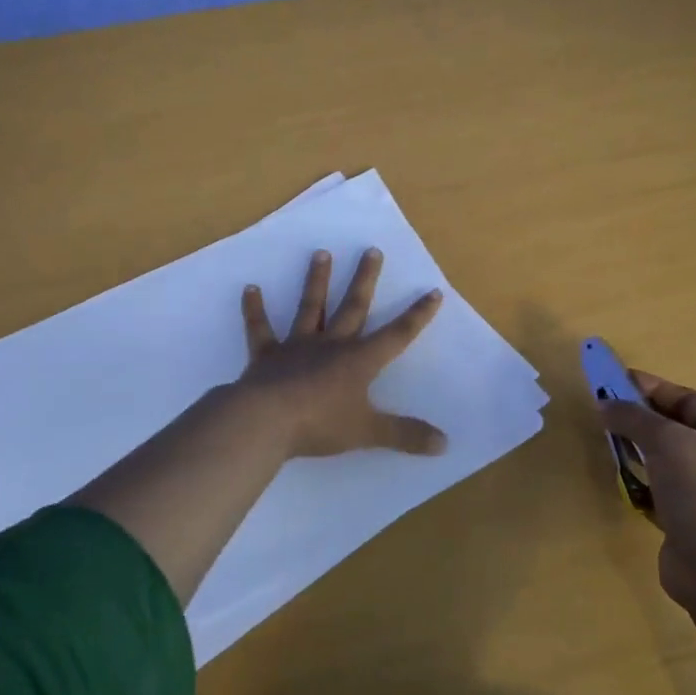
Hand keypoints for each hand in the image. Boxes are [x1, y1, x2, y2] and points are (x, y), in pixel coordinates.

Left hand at [236, 248, 447, 458]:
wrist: (265, 421)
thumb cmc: (320, 424)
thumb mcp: (369, 432)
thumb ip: (405, 435)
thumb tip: (445, 444)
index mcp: (358, 361)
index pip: (396, 336)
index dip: (417, 316)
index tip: (433, 292)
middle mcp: (330, 345)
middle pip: (352, 307)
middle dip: (364, 280)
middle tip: (371, 250)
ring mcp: (296, 347)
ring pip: (310, 308)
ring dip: (315, 281)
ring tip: (320, 253)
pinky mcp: (265, 356)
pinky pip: (260, 329)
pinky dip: (254, 310)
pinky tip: (250, 289)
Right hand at [599, 372, 695, 611]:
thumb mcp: (665, 440)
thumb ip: (633, 418)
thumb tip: (604, 406)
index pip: (687, 399)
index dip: (651, 388)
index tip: (615, 382)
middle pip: (675, 428)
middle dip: (640, 419)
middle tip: (606, 412)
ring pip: (664, 459)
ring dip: (637, 450)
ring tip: (609, 443)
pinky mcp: (688, 518)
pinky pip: (658, 488)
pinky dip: (639, 481)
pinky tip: (621, 480)